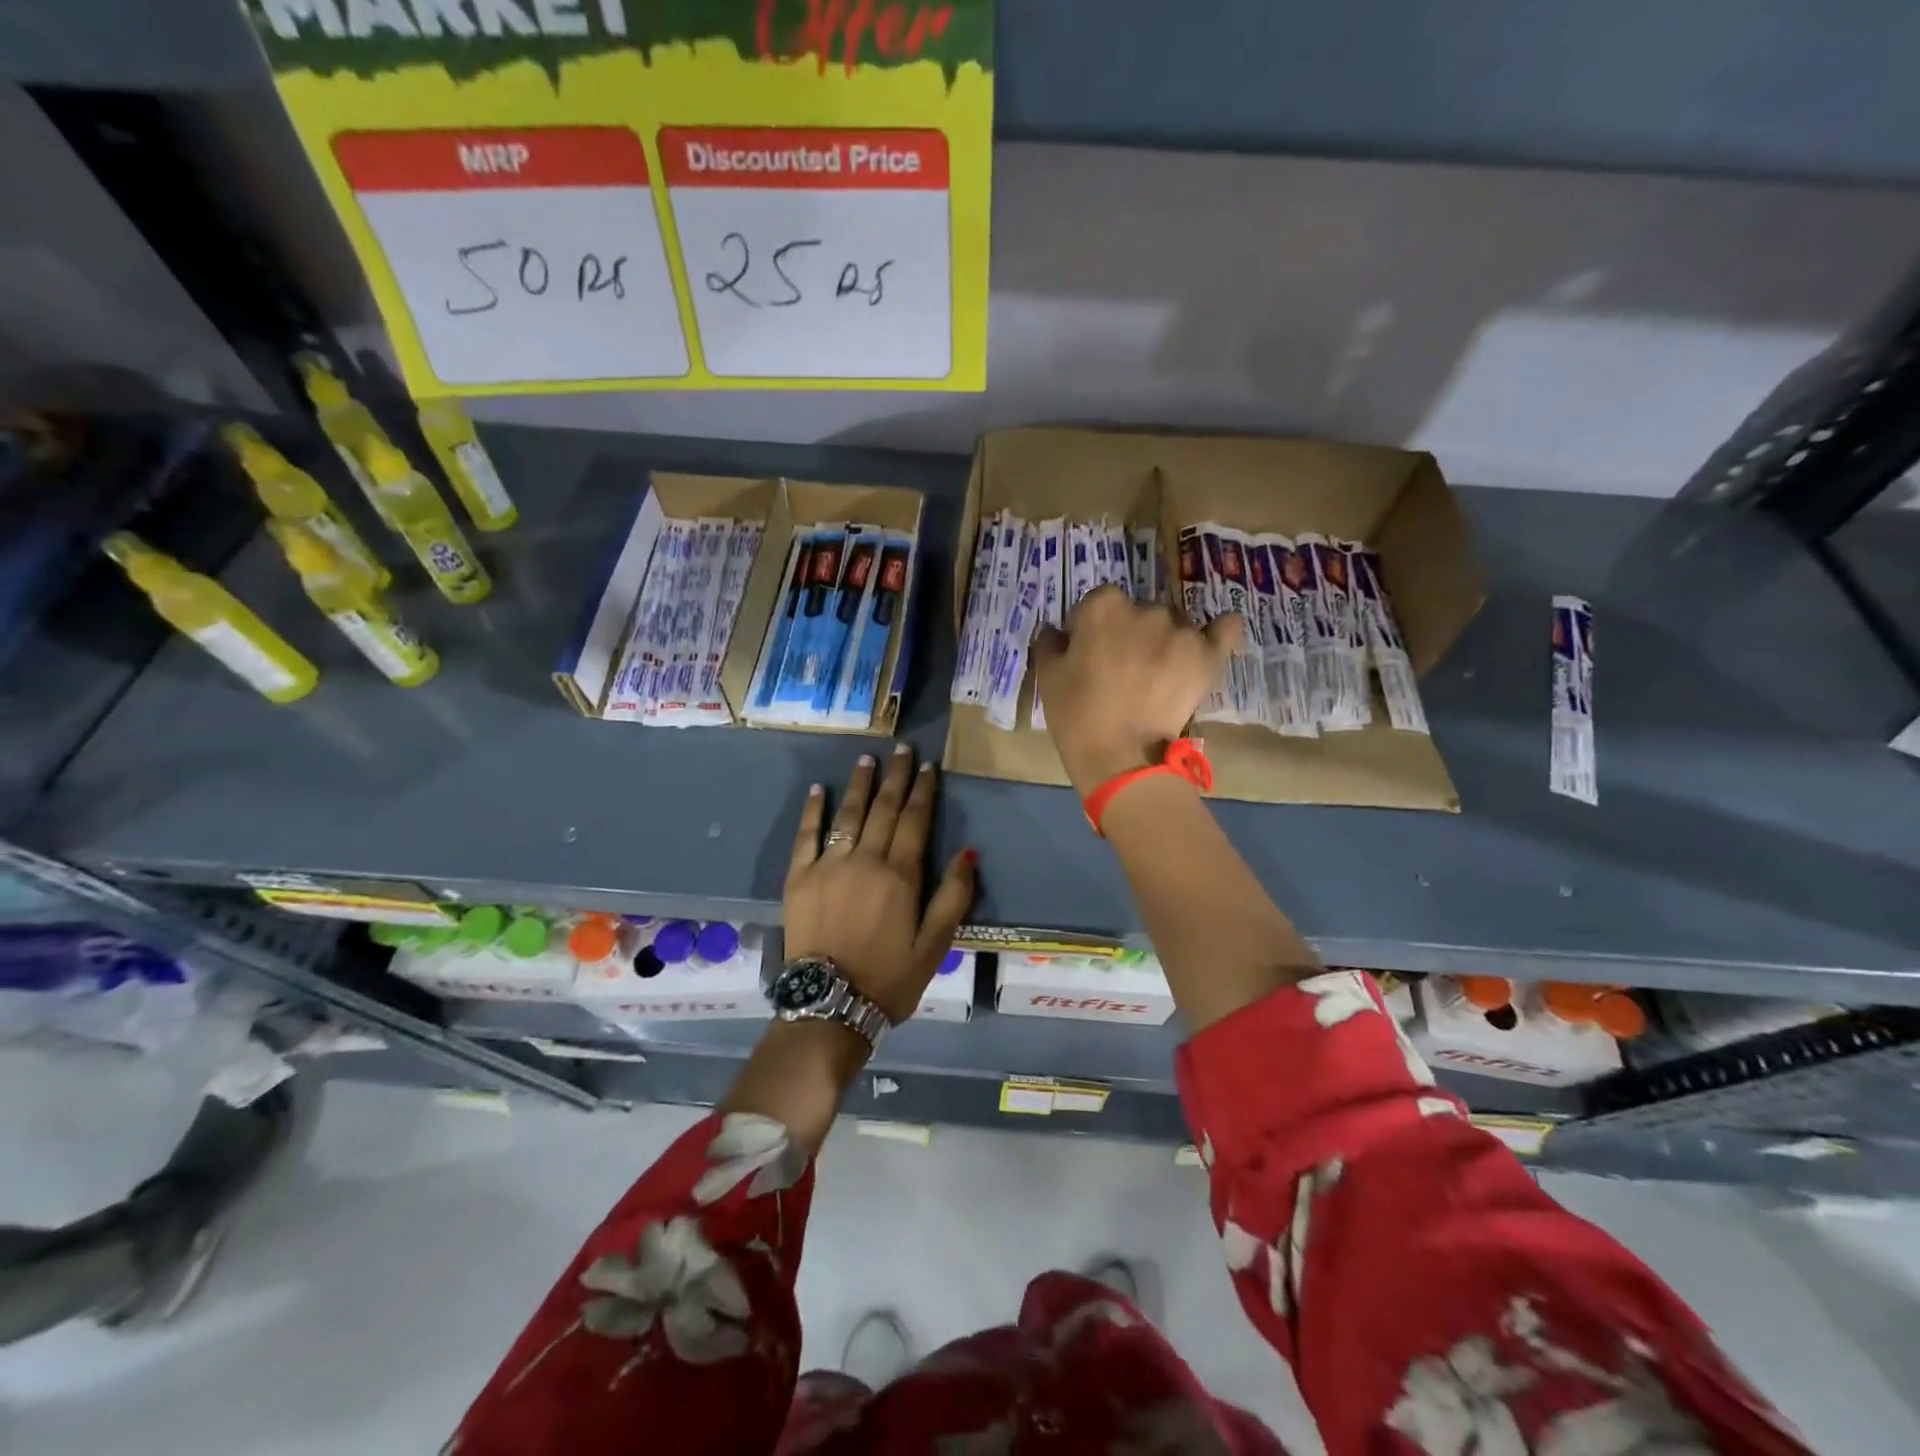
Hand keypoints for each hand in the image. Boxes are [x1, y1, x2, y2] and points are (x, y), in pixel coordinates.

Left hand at [784, 744, 975, 1024]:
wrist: (829, 1006)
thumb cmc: (889, 978)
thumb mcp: (934, 945)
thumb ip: (953, 896)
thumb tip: (968, 852)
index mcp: (900, 875)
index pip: (915, 821)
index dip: (923, 791)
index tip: (928, 766)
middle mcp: (864, 860)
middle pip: (883, 809)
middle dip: (895, 776)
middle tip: (902, 748)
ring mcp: (828, 866)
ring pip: (847, 815)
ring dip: (859, 784)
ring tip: (868, 759)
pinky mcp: (798, 878)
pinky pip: (806, 836)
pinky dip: (813, 811)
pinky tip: (818, 790)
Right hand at [1033, 585, 1243, 796]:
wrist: (1120, 757)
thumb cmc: (1076, 715)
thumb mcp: (1047, 676)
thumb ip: (1051, 642)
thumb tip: (1060, 632)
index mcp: (1103, 606)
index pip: (1097, 604)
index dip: (1090, 629)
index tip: (1088, 654)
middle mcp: (1146, 608)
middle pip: (1138, 613)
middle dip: (1129, 634)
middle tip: (1122, 670)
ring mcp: (1182, 630)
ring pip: (1173, 625)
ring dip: (1165, 641)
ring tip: (1157, 676)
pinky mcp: (1208, 655)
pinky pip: (1224, 629)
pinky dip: (1218, 632)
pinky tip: (1210, 641)